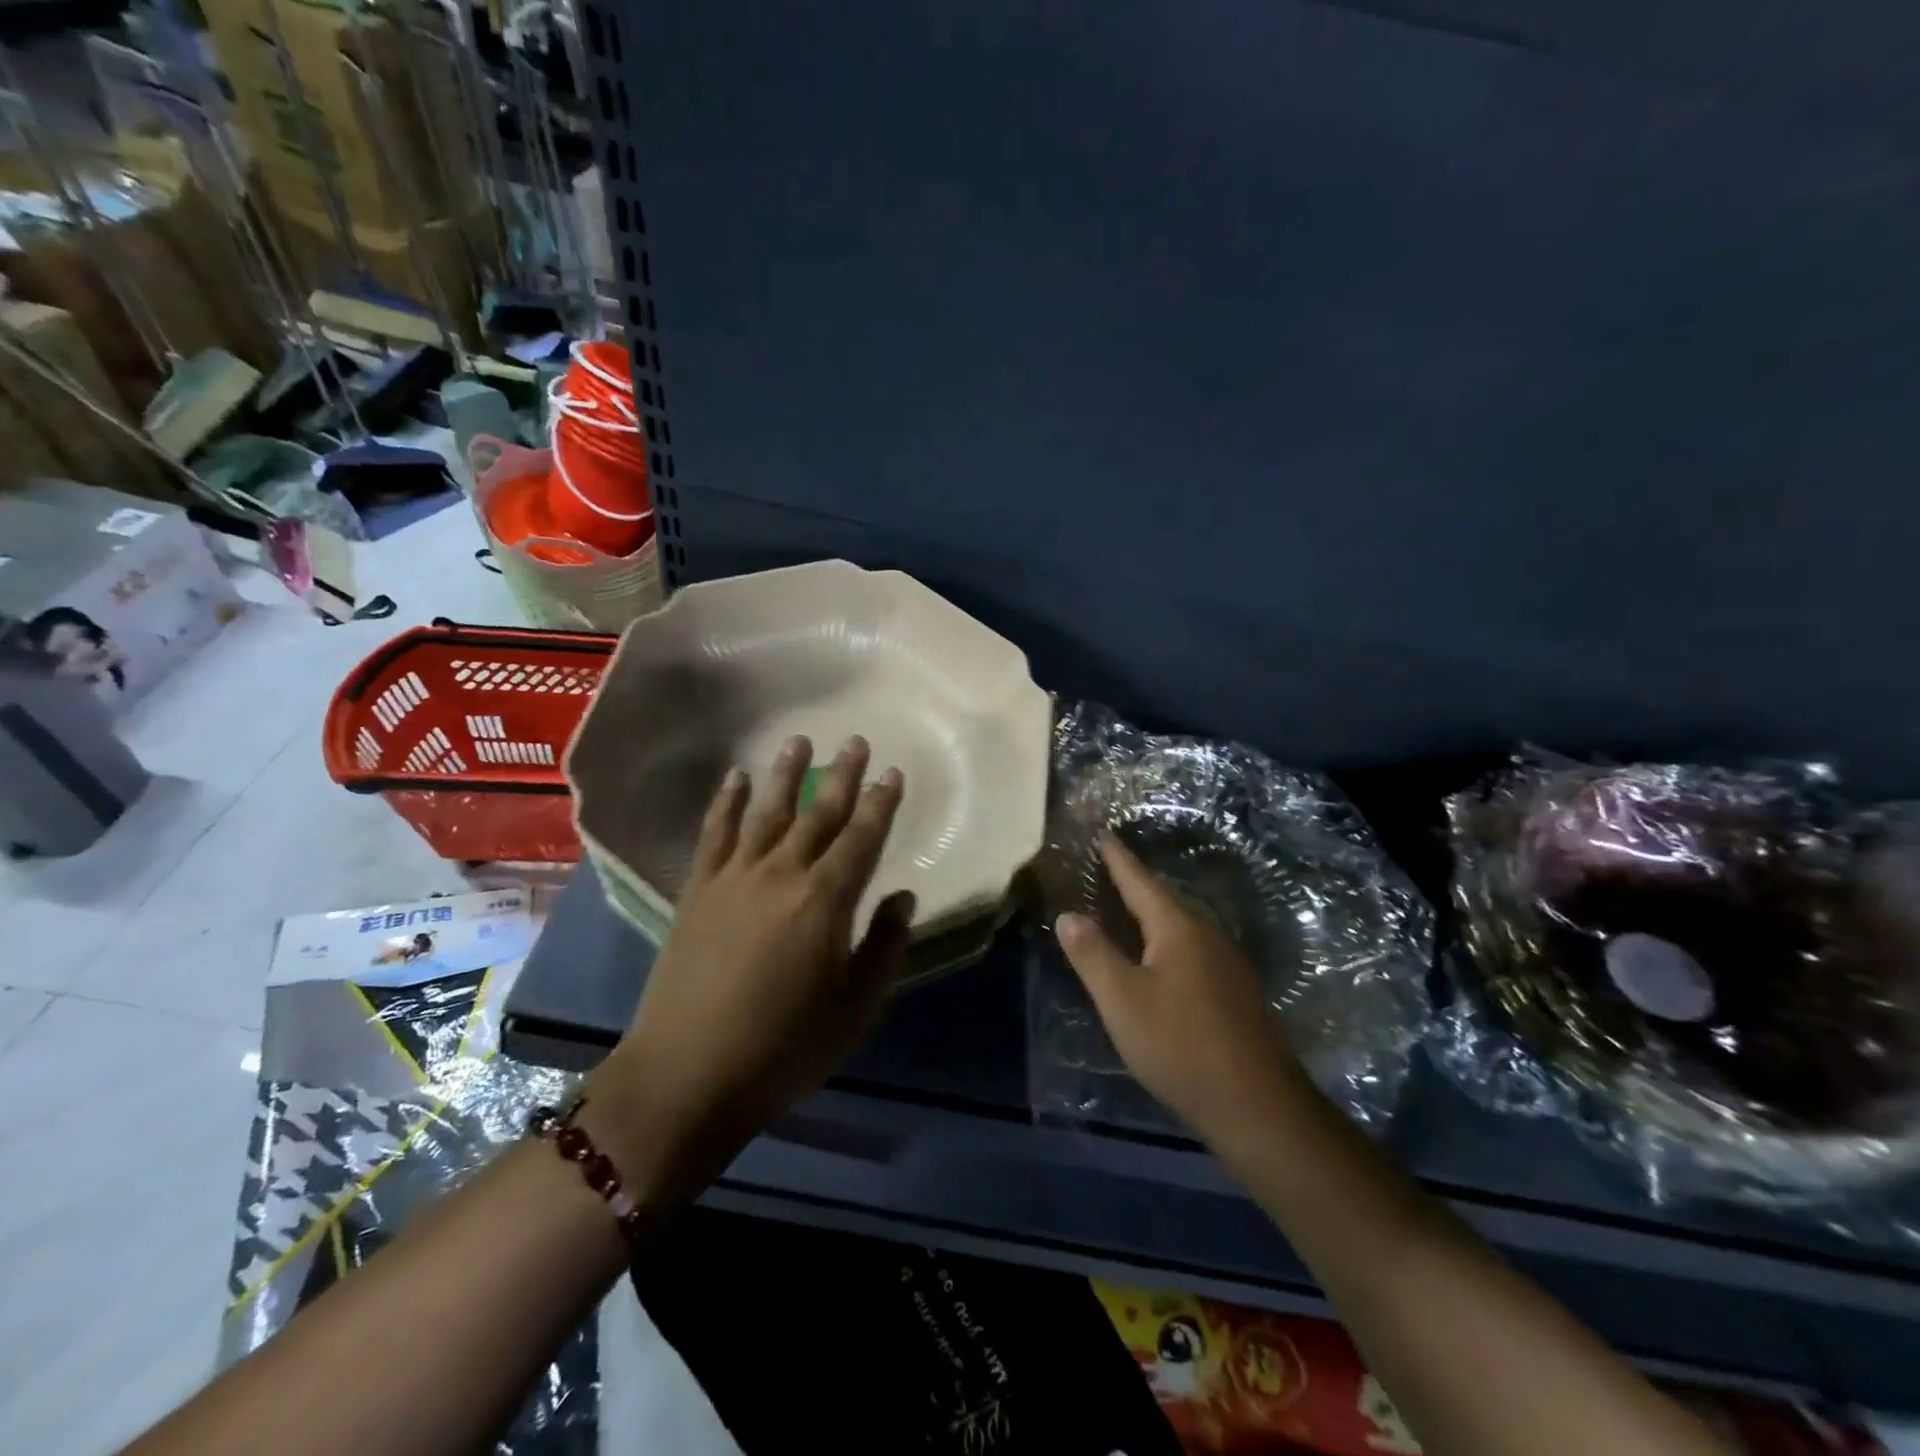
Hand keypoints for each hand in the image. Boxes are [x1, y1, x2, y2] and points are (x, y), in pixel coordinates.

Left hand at [584, 734, 911, 1197]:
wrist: (687, 1075)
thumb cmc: (784, 1048)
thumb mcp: (855, 1009)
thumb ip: (884, 947)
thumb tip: (903, 896)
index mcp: (826, 902)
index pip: (862, 838)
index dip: (881, 804)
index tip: (892, 773)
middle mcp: (782, 875)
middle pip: (819, 814)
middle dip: (842, 776)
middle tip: (856, 741)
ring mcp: (734, 878)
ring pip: (767, 812)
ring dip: (786, 774)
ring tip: (799, 741)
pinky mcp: (698, 890)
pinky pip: (715, 834)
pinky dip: (727, 802)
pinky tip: (735, 778)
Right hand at [1056, 837, 1306, 1144]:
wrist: (1258, 1106)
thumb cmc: (1181, 1046)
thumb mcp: (1122, 1001)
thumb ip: (1093, 954)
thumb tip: (1068, 914)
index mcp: (1178, 927)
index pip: (1140, 880)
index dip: (1117, 858)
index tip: (1103, 832)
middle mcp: (1207, 934)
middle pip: (1164, 898)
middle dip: (1135, 881)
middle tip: (1108, 866)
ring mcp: (1228, 962)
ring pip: (1181, 924)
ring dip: (1152, 911)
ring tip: (1127, 906)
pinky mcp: (1237, 991)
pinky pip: (1193, 947)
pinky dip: (1167, 940)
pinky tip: (1160, 958)